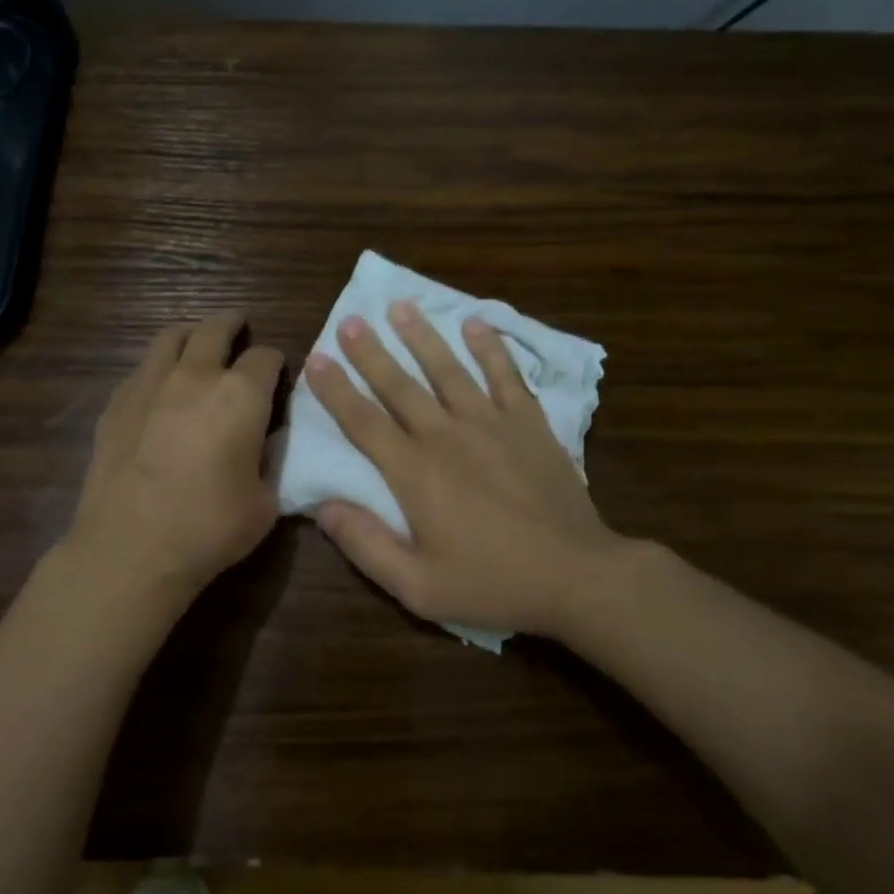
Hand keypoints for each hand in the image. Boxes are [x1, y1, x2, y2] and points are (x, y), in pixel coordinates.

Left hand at [66, 311, 283, 604]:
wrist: (131, 548)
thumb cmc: (209, 528)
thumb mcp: (265, 503)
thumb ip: (270, 464)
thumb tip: (264, 445)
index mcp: (241, 395)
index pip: (267, 358)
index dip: (276, 362)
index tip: (278, 373)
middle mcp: (196, 376)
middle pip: (215, 329)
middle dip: (232, 323)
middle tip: (240, 324)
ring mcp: (149, 385)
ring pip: (170, 337)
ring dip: (191, 333)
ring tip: (197, 340)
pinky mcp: (116, 404)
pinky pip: (141, 369)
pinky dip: (157, 367)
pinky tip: (159, 386)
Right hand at [305, 302, 626, 641]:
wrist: (576, 575)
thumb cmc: (492, 583)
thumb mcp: (417, 586)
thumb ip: (366, 544)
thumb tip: (323, 507)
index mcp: (415, 472)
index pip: (363, 422)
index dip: (336, 390)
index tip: (316, 359)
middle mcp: (447, 436)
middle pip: (400, 386)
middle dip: (370, 352)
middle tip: (350, 319)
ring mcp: (491, 424)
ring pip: (448, 370)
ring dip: (422, 337)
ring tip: (401, 307)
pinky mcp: (529, 424)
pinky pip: (506, 376)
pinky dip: (490, 348)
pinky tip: (475, 323)